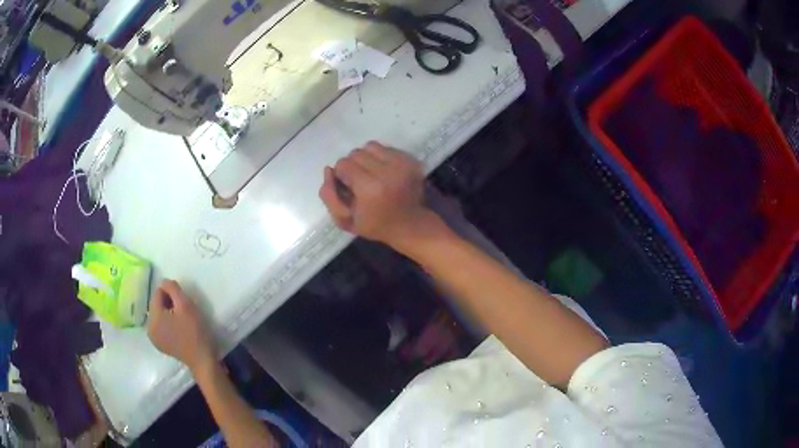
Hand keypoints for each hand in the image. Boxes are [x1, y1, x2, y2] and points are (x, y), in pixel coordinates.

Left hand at [147, 280, 215, 373]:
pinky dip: (169, 324)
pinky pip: (161, 327)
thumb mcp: (186, 305)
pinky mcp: (161, 345)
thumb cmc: (194, 332)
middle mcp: (149, 328)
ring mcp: (154, 338)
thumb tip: (163, 281)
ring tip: (183, 321)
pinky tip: (180, 330)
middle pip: (157, 305)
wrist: (203, 360)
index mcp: (153, 317)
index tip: (184, 302)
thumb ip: (172, 288)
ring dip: (169, 313)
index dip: (171, 293)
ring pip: (159, 316)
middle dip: (169, 304)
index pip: (158, 293)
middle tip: (184, 311)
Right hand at [319, 142, 439, 249]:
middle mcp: (387, 171)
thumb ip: (329, 195)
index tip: (349, 188)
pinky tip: (384, 173)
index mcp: (370, 188)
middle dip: (353, 166)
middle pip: (356, 153)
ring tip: (371, 174)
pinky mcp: (411, 160)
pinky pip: (386, 148)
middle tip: (359, 182)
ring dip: (366, 159)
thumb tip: (328, 169)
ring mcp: (402, 164)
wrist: (410, 225)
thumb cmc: (375, 225)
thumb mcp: (344, 219)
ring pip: (370, 147)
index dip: (342, 175)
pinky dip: (381, 158)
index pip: (343, 164)